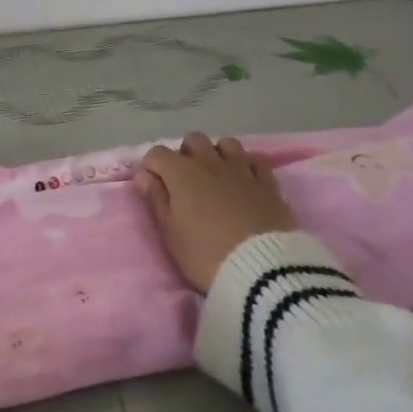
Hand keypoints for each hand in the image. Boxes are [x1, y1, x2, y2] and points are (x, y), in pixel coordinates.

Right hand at [138, 133, 296, 291]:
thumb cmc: (205, 255)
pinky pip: (255, 160)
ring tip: (217, 178)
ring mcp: (242, 169)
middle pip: (193, 140)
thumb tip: (145, 175)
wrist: (262, 271)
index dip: (152, 167)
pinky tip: (245, 181)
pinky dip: (247, 166)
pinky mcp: (268, 182)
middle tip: (186, 183)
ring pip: (226, 144)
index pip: (157, 153)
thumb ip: (156, 199)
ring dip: (217, 155)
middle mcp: (210, 162)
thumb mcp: (170, 233)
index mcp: (182, 173)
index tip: (153, 187)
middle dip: (185, 155)